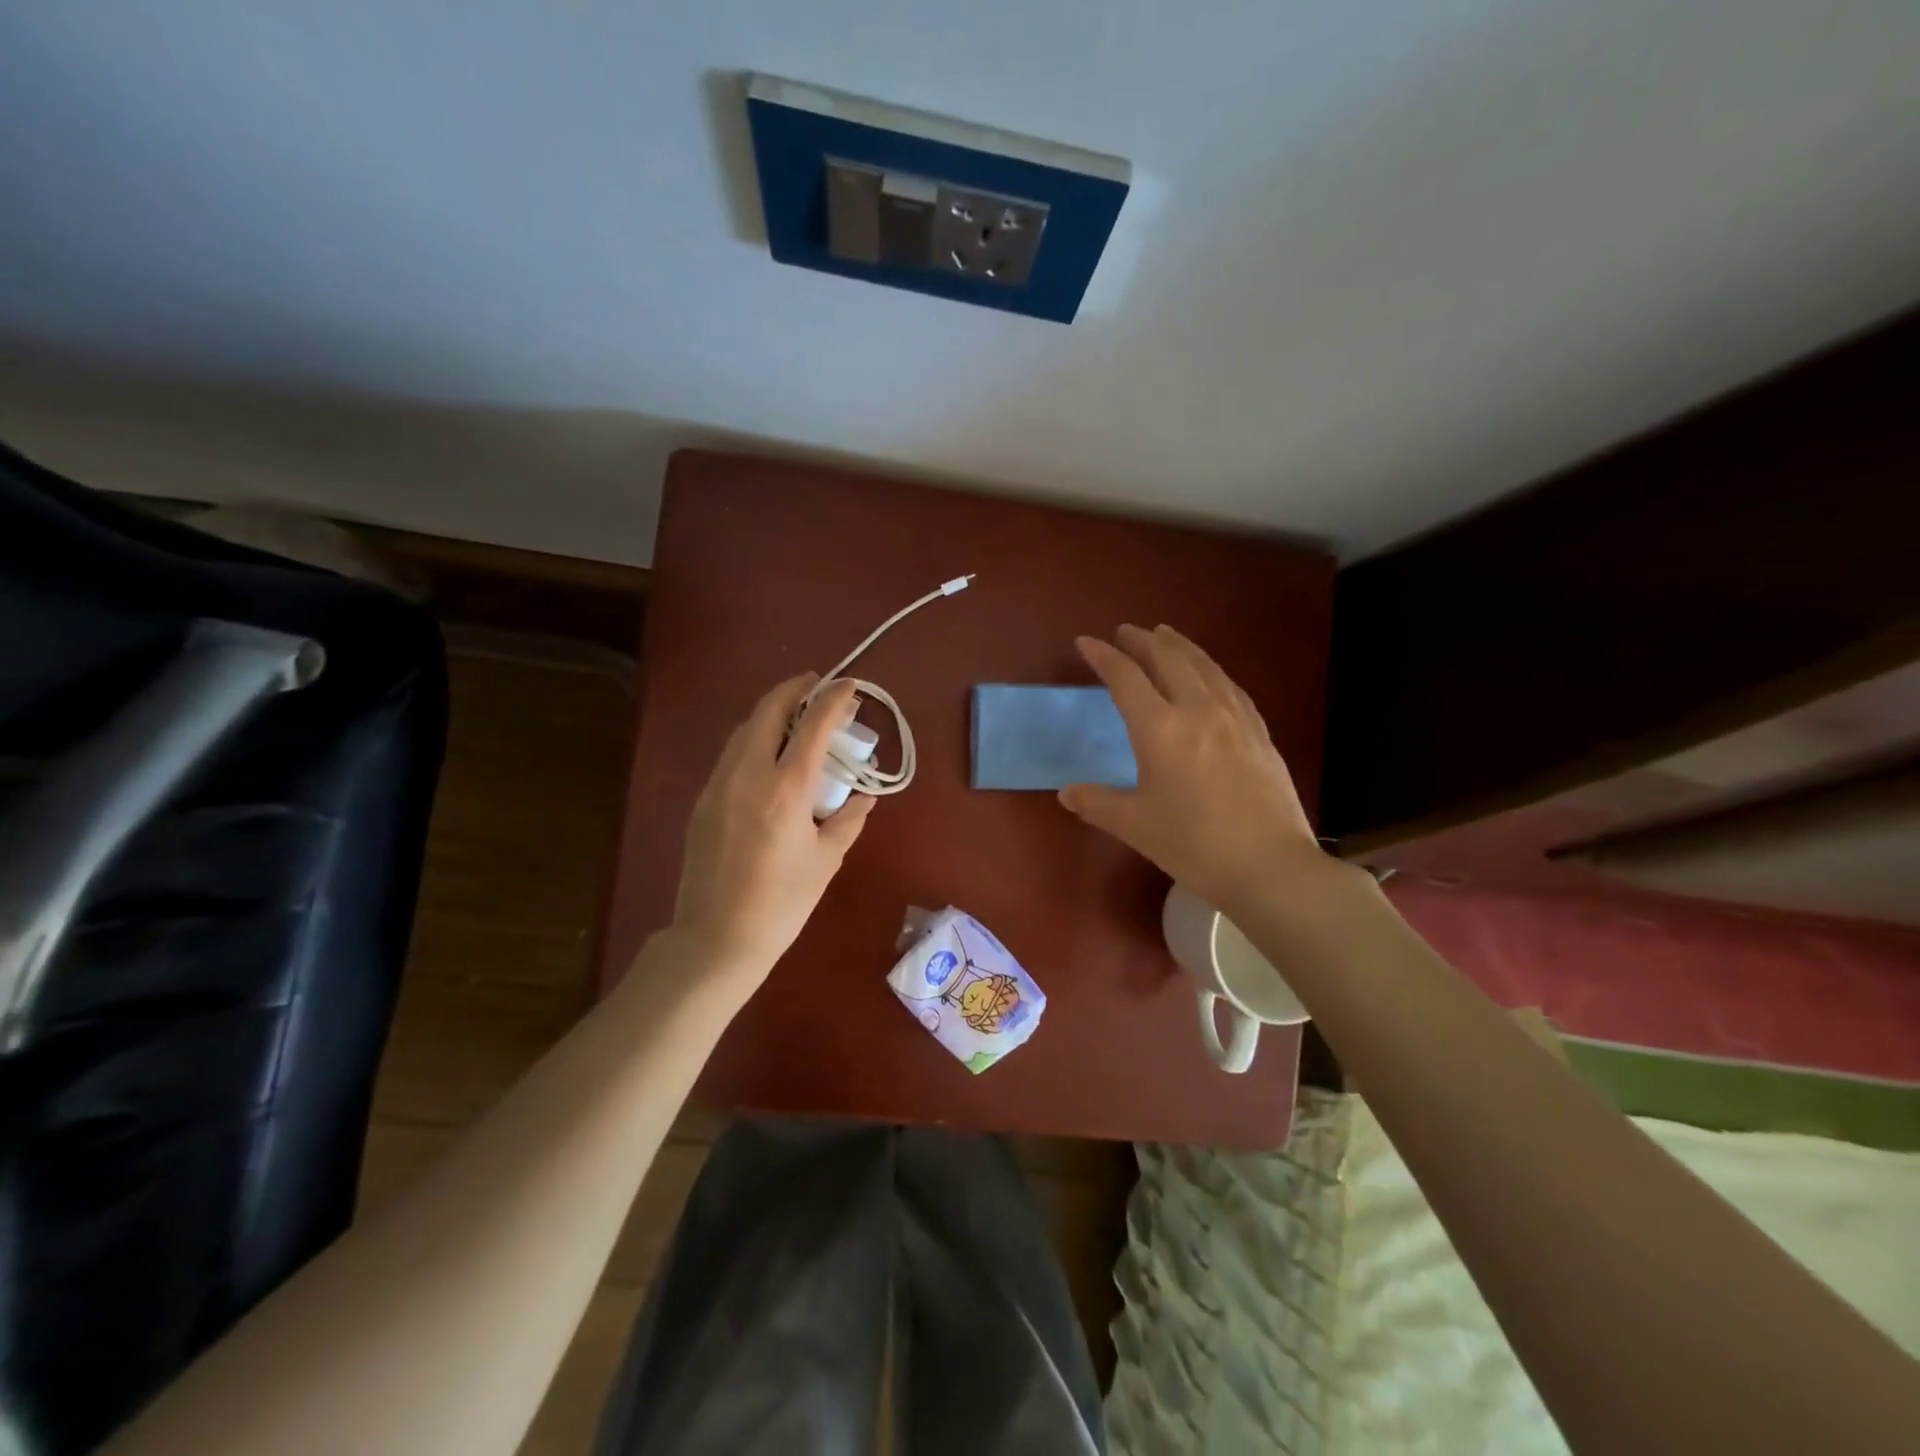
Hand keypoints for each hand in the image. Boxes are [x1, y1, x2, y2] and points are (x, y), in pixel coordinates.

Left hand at [672, 674, 873, 980]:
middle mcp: (748, 774)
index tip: (849, 686)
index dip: (833, 699)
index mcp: (785, 788)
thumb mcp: (826, 860)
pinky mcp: (704, 800)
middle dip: (794, 690)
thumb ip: (848, 820)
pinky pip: (731, 753)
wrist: (717, 937)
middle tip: (816, 686)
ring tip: (794, 716)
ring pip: (744, 729)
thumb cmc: (781, 903)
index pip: (813, 726)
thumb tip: (866, 796)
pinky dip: (753, 738)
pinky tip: (768, 755)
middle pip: (768, 710)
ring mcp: (719, 784)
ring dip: (770, 712)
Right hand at [1060, 625, 1345, 913]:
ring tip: (1166, 635)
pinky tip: (1211, 675)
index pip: (1126, 678)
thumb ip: (1097, 804)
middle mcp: (1199, 710)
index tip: (1086, 642)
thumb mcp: (1135, 826)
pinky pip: (1231, 687)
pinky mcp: (1260, 734)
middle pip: (1168, 660)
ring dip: (1180, 646)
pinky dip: (1212, 670)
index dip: (1103, 656)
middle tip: (1126, 631)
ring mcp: (1235, 719)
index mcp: (1161, 729)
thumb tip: (1067, 793)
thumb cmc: (1194, 844)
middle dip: (1143, 641)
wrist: (1269, 866)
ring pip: (1205, 667)